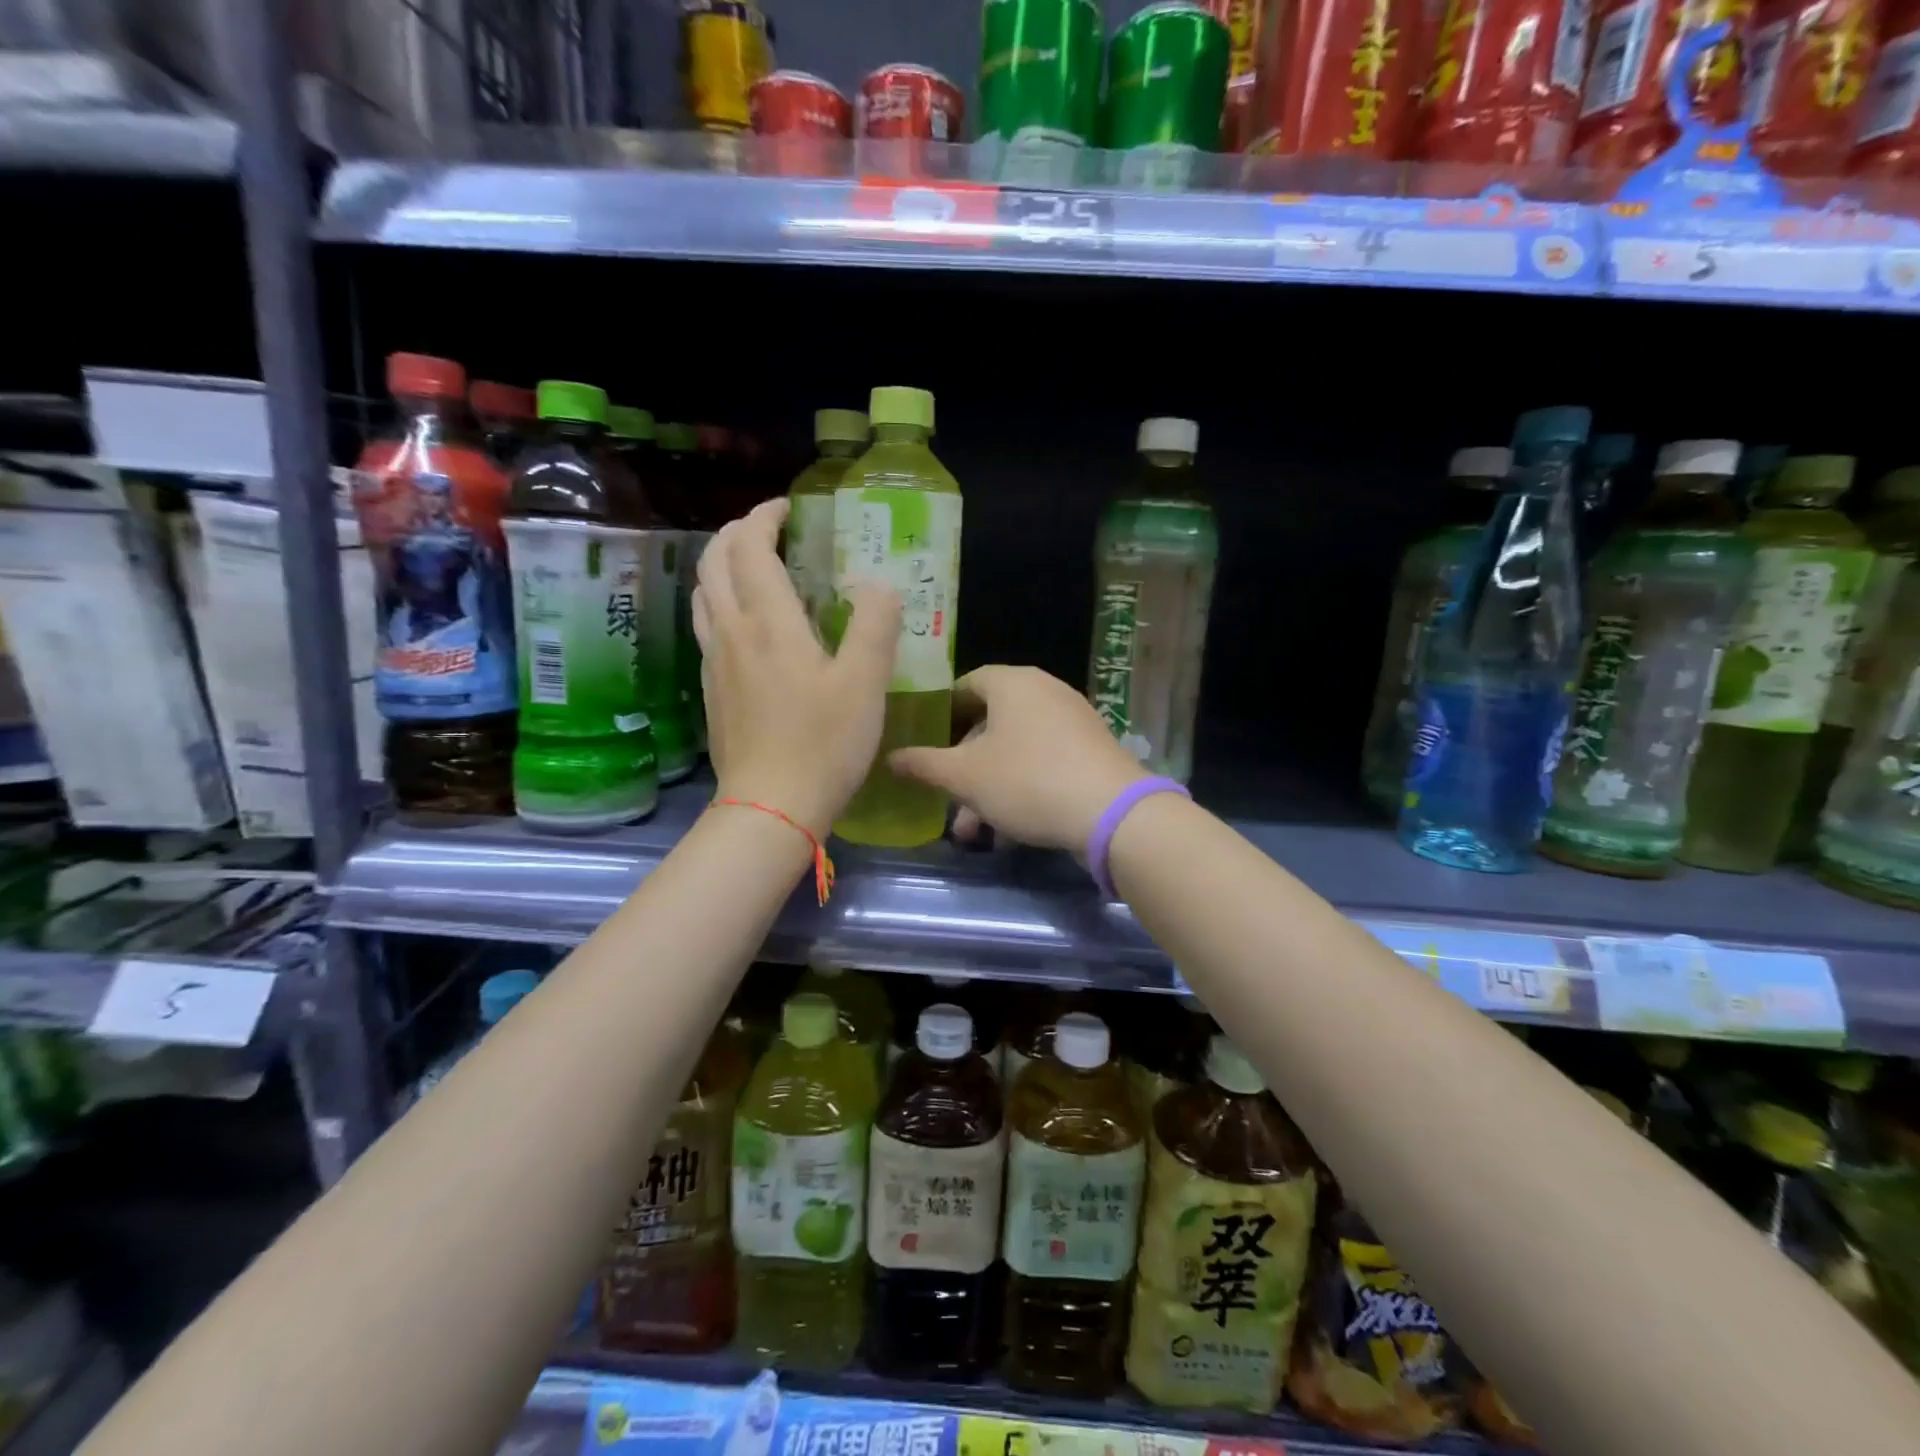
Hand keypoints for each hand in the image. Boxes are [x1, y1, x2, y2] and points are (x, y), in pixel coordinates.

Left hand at [692, 499, 898, 836]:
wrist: (769, 807)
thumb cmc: (823, 744)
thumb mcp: (866, 683)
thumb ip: (875, 624)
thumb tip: (876, 584)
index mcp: (768, 622)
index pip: (750, 547)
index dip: (764, 517)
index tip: (788, 508)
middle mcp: (731, 632)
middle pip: (714, 562)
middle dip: (736, 533)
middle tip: (769, 530)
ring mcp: (714, 662)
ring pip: (703, 594)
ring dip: (722, 566)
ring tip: (753, 567)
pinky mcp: (711, 690)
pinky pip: (707, 626)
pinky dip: (721, 602)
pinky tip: (748, 625)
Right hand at [889, 666, 1146, 853]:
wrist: (1112, 813)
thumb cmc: (1027, 781)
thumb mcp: (965, 776)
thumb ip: (924, 764)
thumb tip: (891, 756)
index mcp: (1012, 683)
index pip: (966, 684)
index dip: (941, 712)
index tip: (924, 743)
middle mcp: (1045, 691)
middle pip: (991, 724)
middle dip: (964, 768)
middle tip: (948, 801)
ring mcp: (1073, 721)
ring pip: (1015, 751)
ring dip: (989, 789)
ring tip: (976, 833)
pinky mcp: (1091, 751)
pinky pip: (1044, 763)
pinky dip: (1022, 789)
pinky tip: (1010, 833)